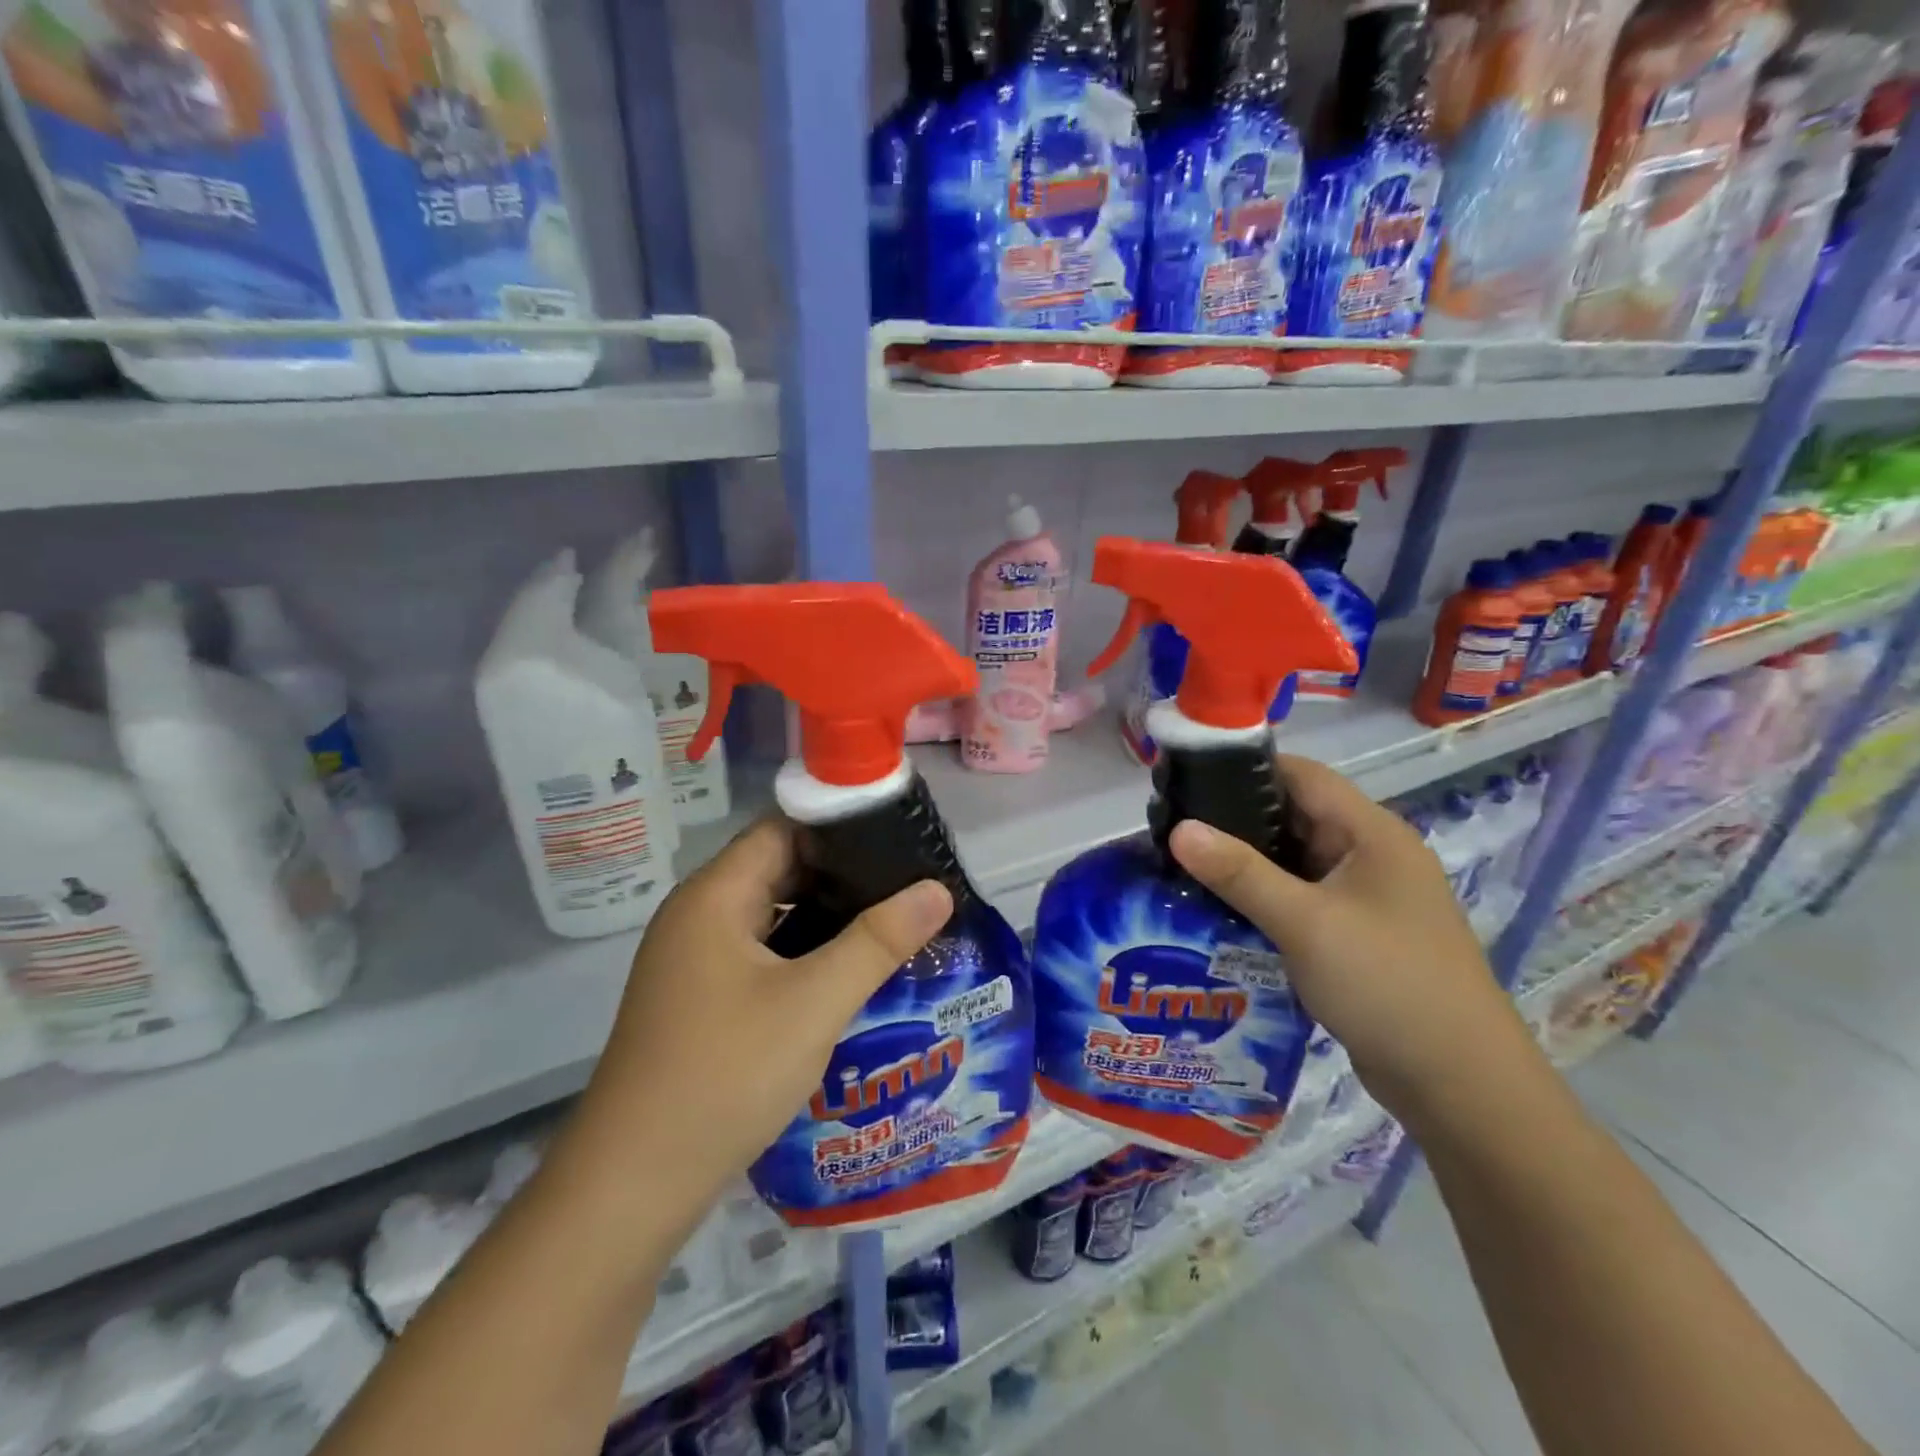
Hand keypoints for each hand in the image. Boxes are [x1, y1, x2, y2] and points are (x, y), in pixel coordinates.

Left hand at [574, 818, 951, 1205]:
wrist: (633, 1184)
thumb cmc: (726, 1074)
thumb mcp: (814, 1003)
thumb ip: (879, 941)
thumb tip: (937, 889)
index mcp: (715, 895)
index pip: (784, 828)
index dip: (841, 827)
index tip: (898, 839)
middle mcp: (699, 914)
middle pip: (779, 868)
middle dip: (843, 873)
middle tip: (909, 882)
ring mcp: (695, 959)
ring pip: (772, 914)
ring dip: (827, 915)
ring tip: (892, 920)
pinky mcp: (701, 997)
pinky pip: (762, 952)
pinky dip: (804, 951)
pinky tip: (847, 970)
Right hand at [1169, 754, 1537, 1125]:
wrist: (1459, 1083)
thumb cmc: (1386, 983)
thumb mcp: (1305, 922)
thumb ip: (1239, 872)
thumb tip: (1178, 828)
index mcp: (1371, 834)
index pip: (1302, 775)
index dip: (1245, 768)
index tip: (1187, 776)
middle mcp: (1371, 855)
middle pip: (1295, 815)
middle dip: (1235, 817)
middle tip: (1172, 825)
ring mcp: (1365, 896)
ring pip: (1294, 860)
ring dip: (1246, 861)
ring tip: (1183, 863)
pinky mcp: (1356, 933)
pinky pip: (1300, 897)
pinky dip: (1262, 896)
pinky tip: (1219, 907)